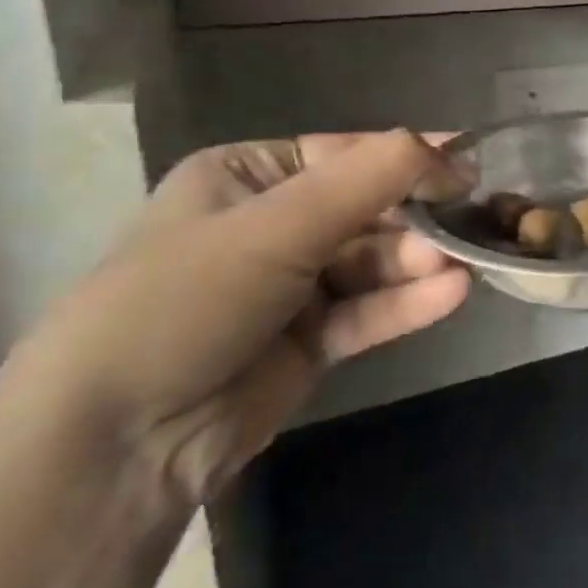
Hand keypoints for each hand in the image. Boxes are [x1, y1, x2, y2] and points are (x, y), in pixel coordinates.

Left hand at [11, 131, 469, 504]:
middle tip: (469, 220)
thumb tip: (445, 148)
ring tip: (461, 263)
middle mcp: (272, 225)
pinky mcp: (311, 340)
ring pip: (373, 262)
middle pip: (366, 209)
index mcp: (247, 177)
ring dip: (416, 261)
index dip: (407, 157)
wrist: (118, 440)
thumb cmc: (187, 299)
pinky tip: (451, 294)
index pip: (345, 154)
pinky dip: (408, 302)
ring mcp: (293, 286)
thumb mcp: (275, 227)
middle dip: (415, 217)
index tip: (468, 162)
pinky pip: (369, 310)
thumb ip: (366, 181)